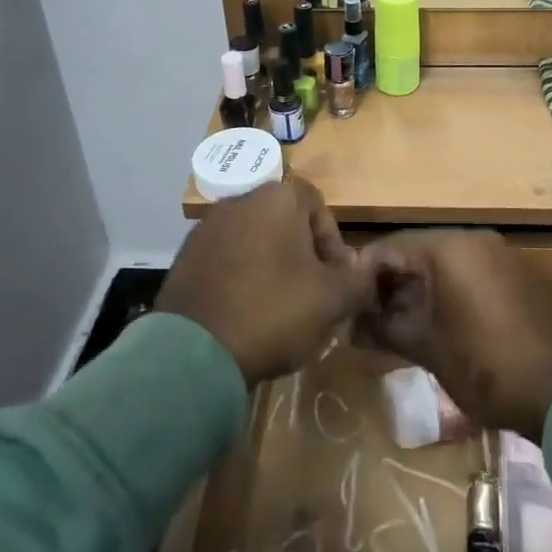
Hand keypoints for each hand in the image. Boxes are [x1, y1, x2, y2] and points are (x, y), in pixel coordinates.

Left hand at [157, 180, 368, 384]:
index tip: (336, 278)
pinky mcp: (184, 257)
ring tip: (279, 308)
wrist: (194, 353)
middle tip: (312, 294)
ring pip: (254, 241)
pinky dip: (240, 278)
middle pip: (284, 222)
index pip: (317, 205)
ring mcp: (207, 228)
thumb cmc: (273, 311)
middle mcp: (240, 201)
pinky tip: (246, 313)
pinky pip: (226, 260)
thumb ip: (359, 280)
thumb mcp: (332, 300)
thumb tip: (367, 271)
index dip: (332, 242)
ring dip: (271, 266)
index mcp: (277, 199)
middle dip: (302, 255)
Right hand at [353, 229, 551, 440]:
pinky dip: (445, 294)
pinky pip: (468, 274)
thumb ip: (384, 329)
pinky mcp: (515, 276)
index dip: (362, 276)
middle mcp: (473, 239)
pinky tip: (434, 326)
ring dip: (416, 291)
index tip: (346, 307)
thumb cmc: (486, 365)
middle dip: (389, 285)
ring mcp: (498, 255)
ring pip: (442, 264)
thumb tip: (350, 328)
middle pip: (415, 252)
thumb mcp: (427, 347)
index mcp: (448, 247)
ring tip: (395, 328)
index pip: (389, 246)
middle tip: (367, 321)